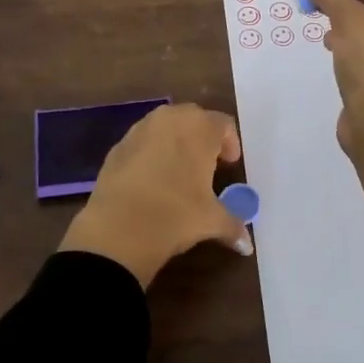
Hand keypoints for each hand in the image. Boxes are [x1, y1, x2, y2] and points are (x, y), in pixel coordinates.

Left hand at [58, 103, 252, 288]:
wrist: (118, 228)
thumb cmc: (176, 214)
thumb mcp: (211, 221)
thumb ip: (233, 225)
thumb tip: (246, 244)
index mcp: (199, 128)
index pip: (223, 124)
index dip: (230, 143)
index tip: (230, 163)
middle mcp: (169, 119)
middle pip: (193, 119)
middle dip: (202, 137)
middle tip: (207, 164)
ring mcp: (139, 130)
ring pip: (164, 127)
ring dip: (175, 143)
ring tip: (178, 172)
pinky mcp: (116, 147)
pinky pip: (142, 143)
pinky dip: (150, 154)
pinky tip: (151, 181)